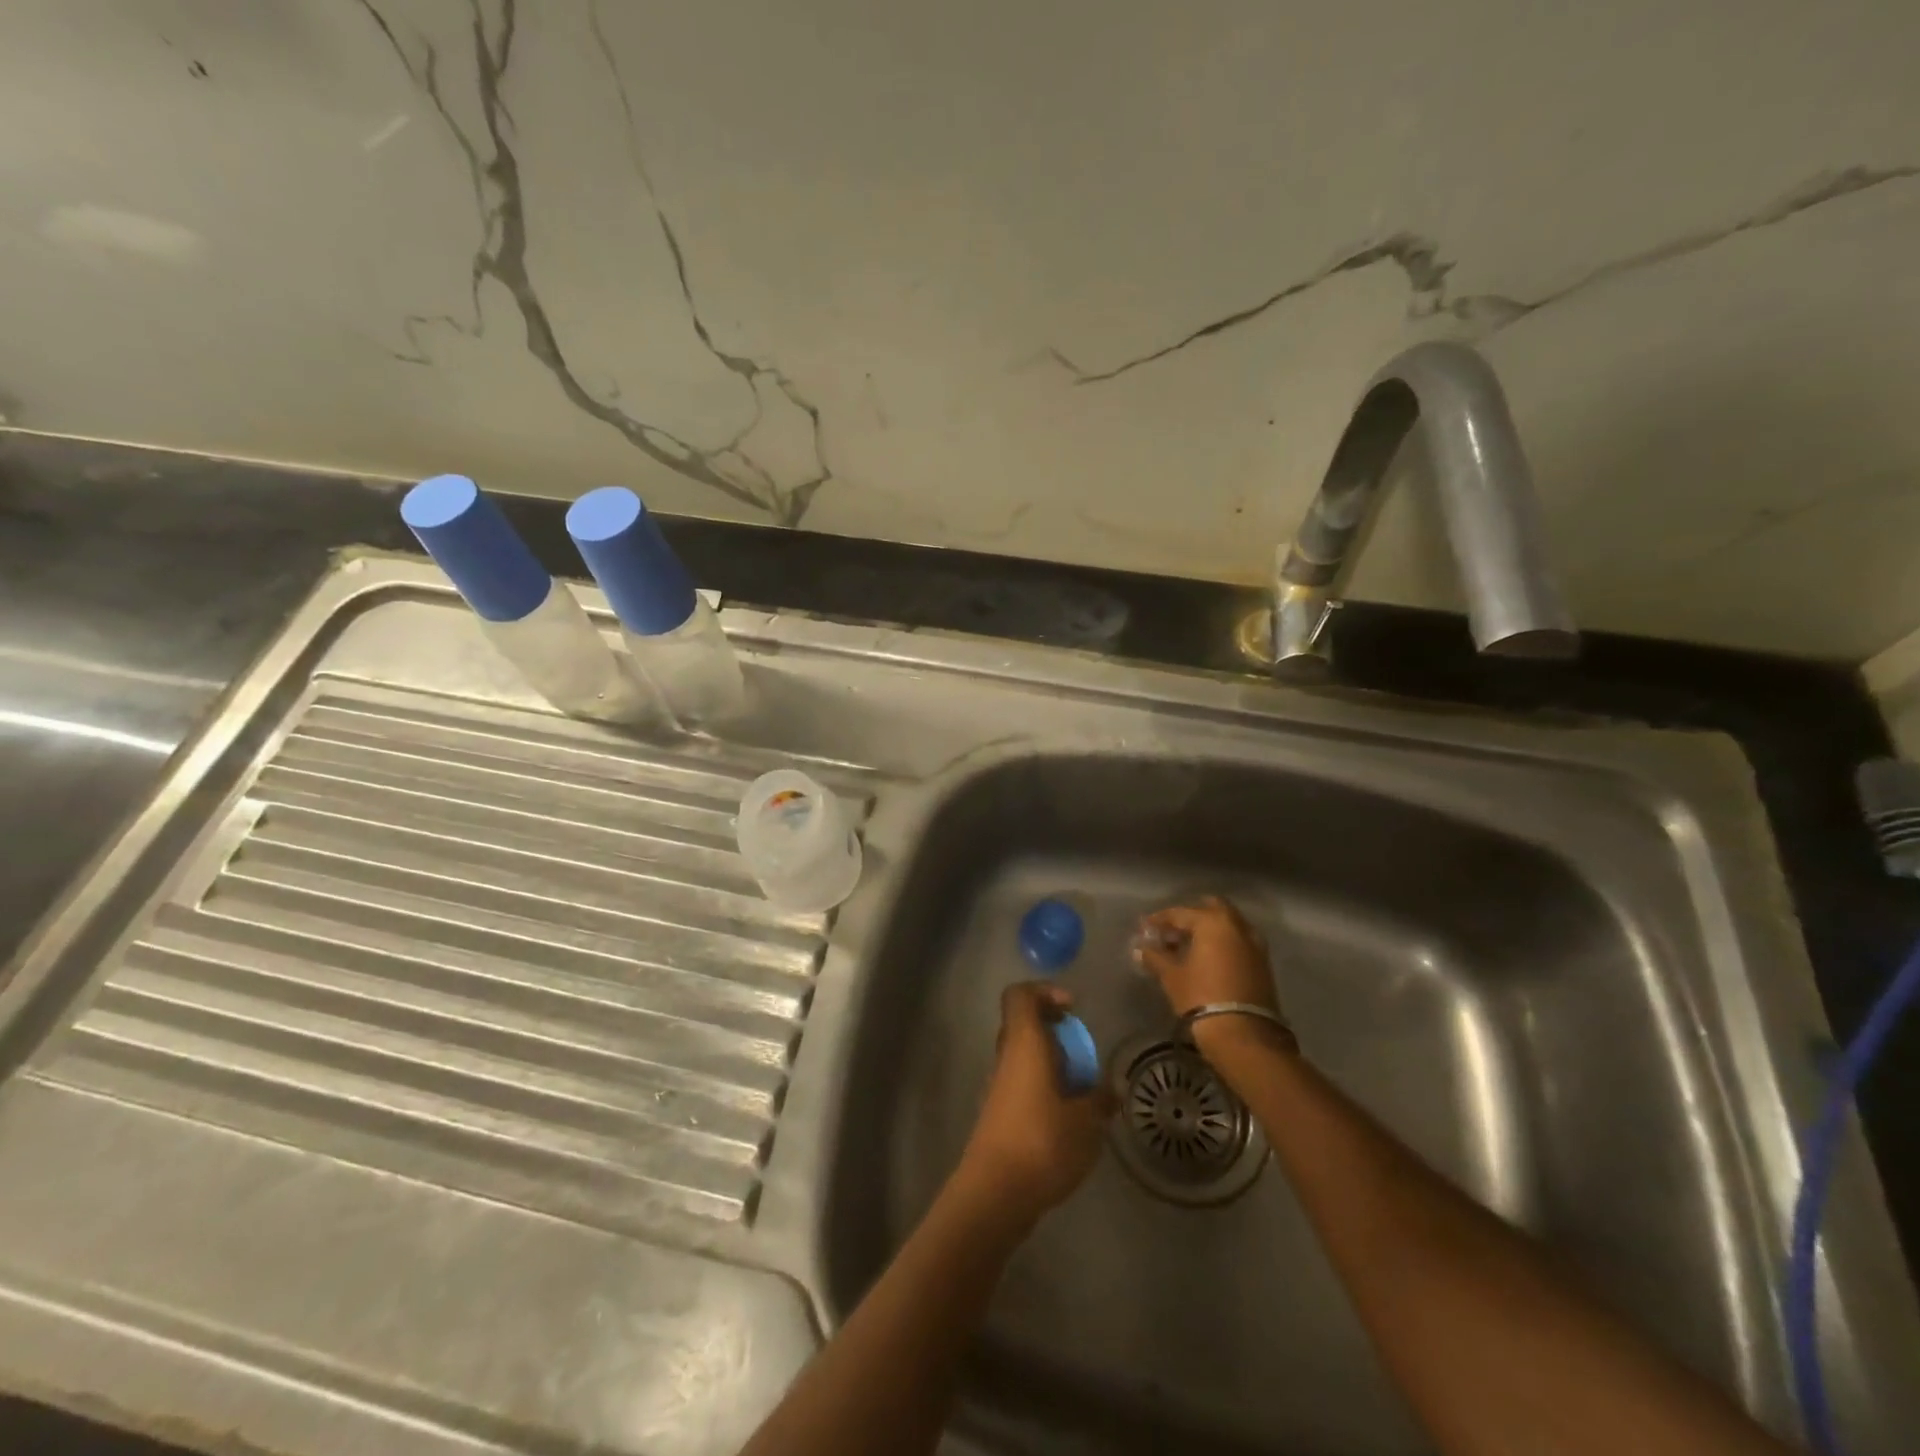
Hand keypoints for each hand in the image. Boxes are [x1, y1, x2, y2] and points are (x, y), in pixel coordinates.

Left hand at [955, 983, 1113, 1227]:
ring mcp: (997, 1085)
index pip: (1020, 995)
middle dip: (1054, 1031)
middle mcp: (1006, 1057)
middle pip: (1023, 1024)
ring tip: (1080, 1089)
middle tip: (1082, 1052)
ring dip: (1050, 1062)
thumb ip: (1100, 1101)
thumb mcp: (1086, 1122)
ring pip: (1022, 1056)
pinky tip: (1066, 1117)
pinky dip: (1042, 1087)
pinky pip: (1021, 1083)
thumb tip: (1111, 1090)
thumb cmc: (1042, 1142)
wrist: (996, 1192)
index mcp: (1023, 1043)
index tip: (1072, 1009)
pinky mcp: (997, 1113)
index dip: (1044, 992)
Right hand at [1134, 896, 1292, 1063]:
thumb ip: (1155, 957)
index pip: (1180, 913)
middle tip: (1172, 931)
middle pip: (1211, 908)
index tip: (1144, 927)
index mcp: (1212, 922)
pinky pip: (1238, 942)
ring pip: (1228, 925)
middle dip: (1191, 916)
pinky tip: (1208, 959)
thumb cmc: (1201, 997)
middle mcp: (1237, 926)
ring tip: (1189, 946)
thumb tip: (1141, 948)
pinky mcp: (1263, 964)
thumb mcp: (1172, 976)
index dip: (1159, 920)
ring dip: (1209, 930)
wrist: (1244, 1036)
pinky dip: (1223, 944)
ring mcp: (1254, 944)